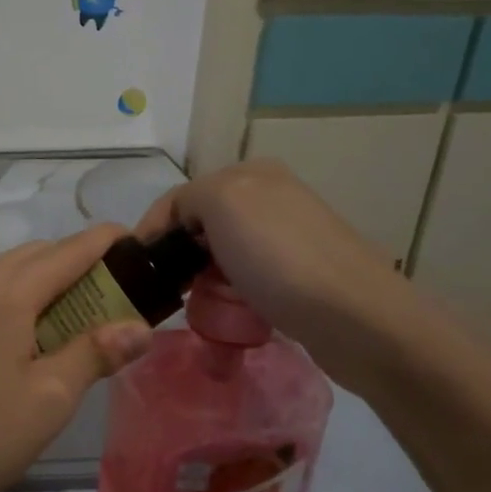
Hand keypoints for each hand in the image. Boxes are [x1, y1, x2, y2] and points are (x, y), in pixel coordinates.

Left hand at [0, 225, 153, 491]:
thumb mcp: (48, 399)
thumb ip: (95, 354)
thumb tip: (139, 326)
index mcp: (9, 290)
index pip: (70, 250)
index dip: (107, 241)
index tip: (137, 243)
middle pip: (35, 255)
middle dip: (76, 262)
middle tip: (109, 297)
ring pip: (3, 273)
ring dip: (40, 282)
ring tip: (65, 321)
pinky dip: (8, 300)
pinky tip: (12, 341)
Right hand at [134, 160, 423, 394]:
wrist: (355, 317)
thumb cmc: (278, 258)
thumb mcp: (221, 203)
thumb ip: (186, 201)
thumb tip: (182, 228)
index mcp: (252, 174)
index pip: (180, 198)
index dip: (153, 231)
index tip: (136, 273)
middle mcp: (272, 198)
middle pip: (202, 227)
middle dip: (180, 258)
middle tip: (169, 293)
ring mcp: (289, 238)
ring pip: (223, 257)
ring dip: (205, 282)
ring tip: (199, 309)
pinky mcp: (302, 276)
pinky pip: (248, 281)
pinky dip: (232, 296)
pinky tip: (233, 314)